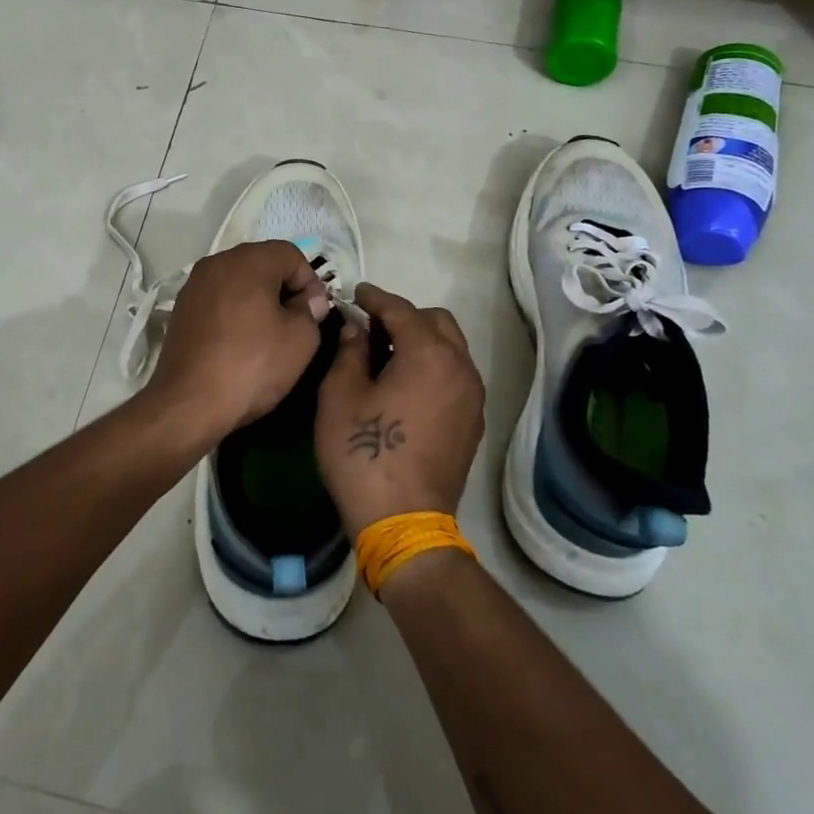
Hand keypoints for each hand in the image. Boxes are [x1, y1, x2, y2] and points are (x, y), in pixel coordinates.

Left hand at [142, 240, 331, 450]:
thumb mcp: (301, 339)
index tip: (315, 313)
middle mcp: (216, 263)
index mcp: (247, 261)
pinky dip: (235, 311)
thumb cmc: (253, 366)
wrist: (190, 403)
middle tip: (297, 322)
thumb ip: (311, 310)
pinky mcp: (181, 309)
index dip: (310, 281)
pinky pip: (218, 299)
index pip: (290, 253)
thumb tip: (309, 300)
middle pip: (262, 263)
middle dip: (284, 287)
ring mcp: (194, 286)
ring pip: (238, 281)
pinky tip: (241, 342)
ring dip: (258, 299)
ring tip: (269, 333)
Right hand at [315, 283, 485, 536]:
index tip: (356, 292)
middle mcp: (461, 368)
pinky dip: (433, 366)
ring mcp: (472, 398)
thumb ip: (348, 352)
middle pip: (437, 322)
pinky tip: (406, 386)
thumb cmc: (363, 453)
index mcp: (429, 354)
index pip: (401, 310)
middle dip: (404, 317)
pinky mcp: (473, 423)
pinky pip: (455, 376)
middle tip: (371, 328)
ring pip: (451, 349)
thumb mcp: (340, 396)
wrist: (402, 521)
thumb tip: (356, 330)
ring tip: (387, 356)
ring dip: (422, 341)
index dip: (375, 298)